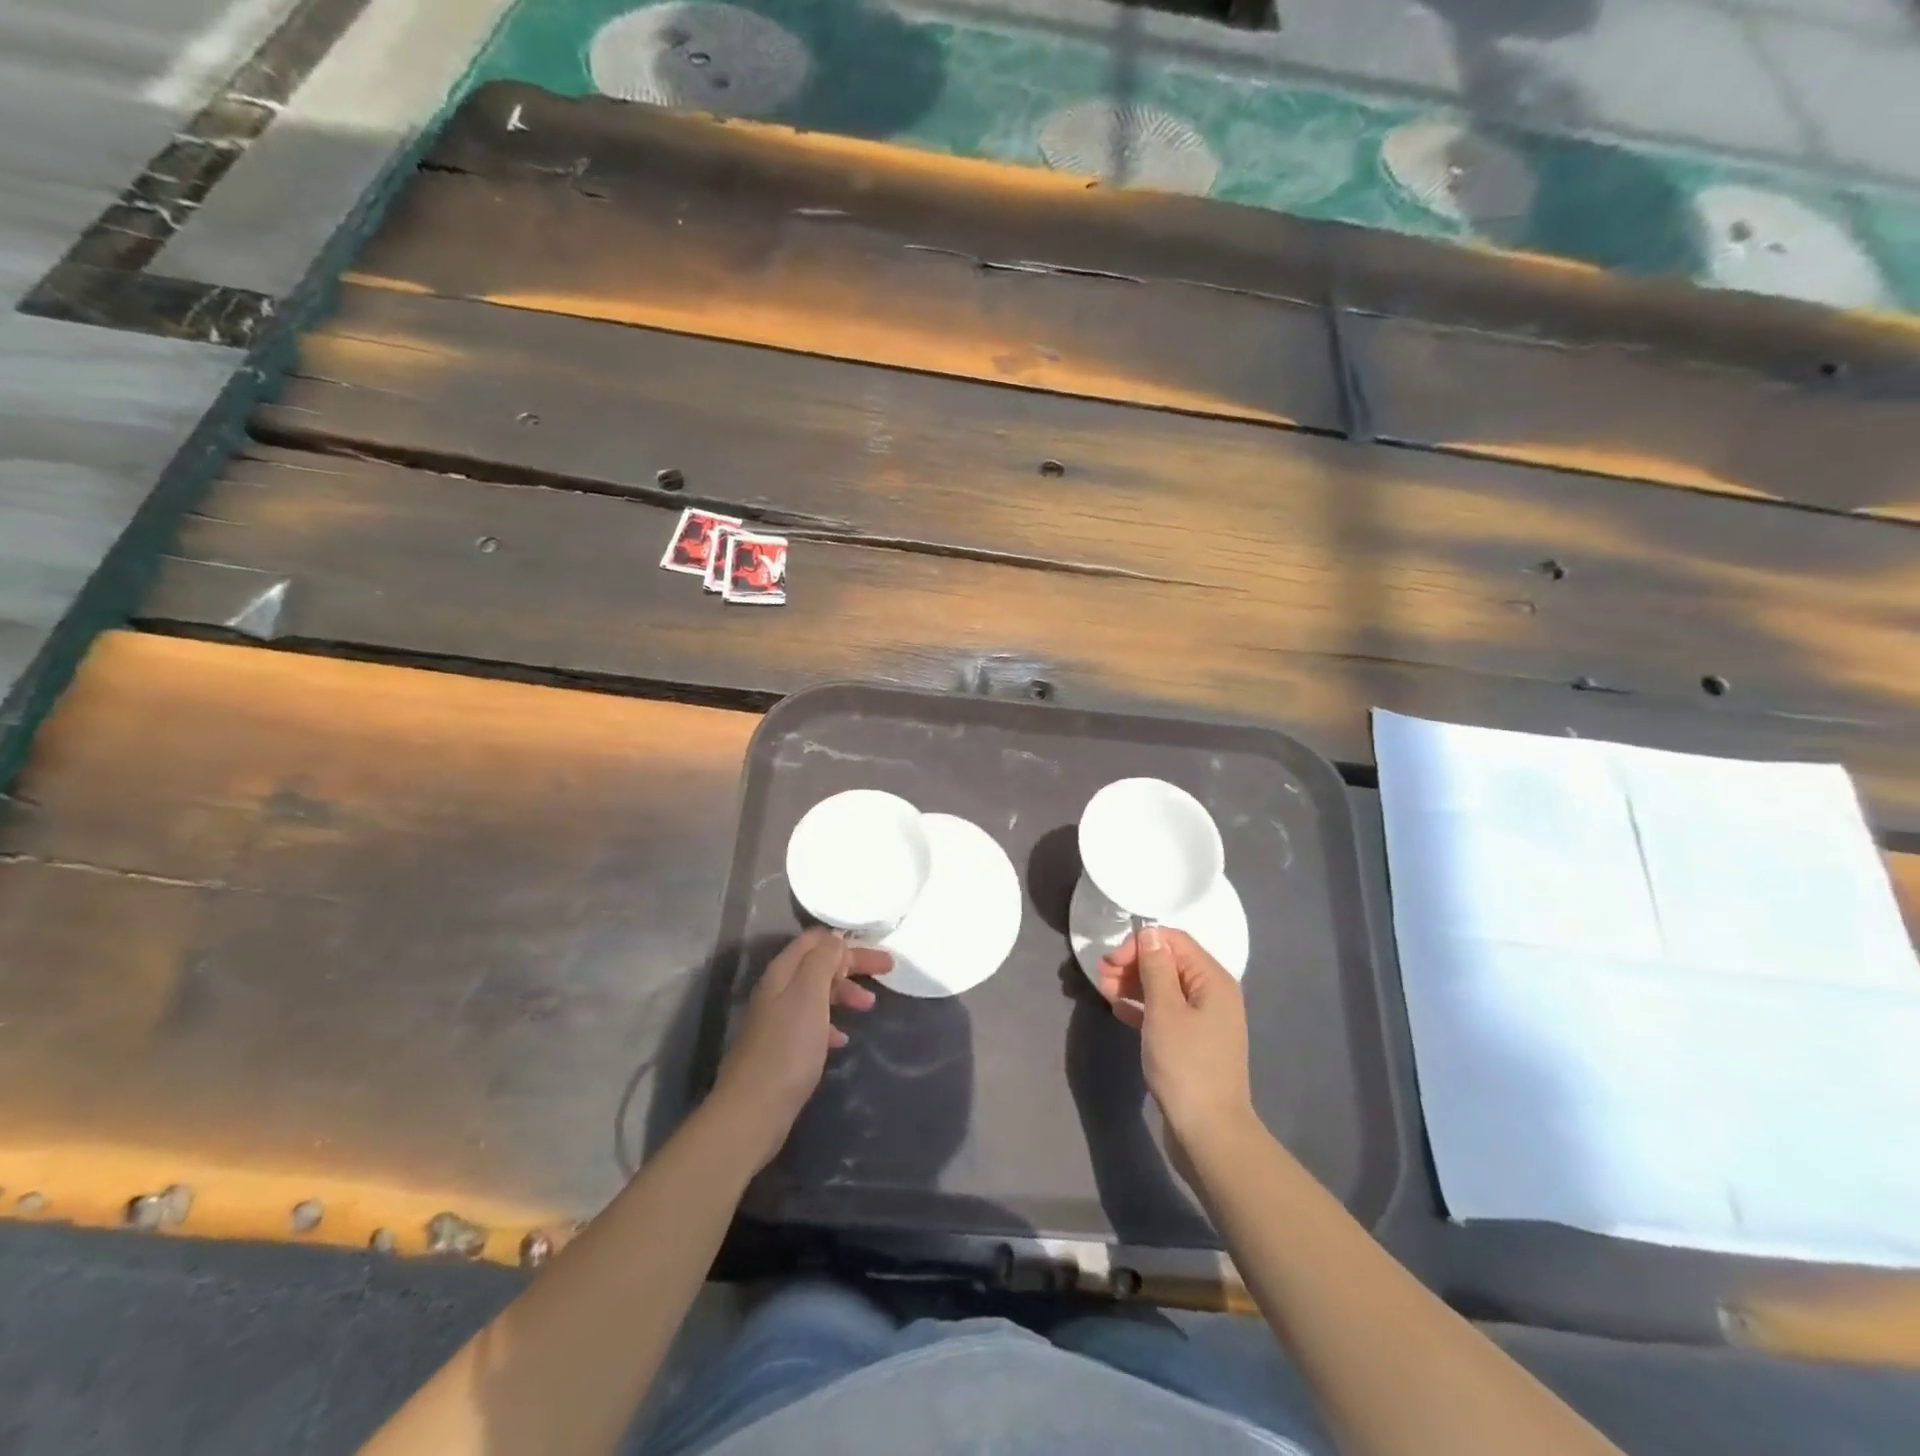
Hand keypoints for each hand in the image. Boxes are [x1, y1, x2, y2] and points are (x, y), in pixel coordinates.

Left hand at [712, 929, 887, 1170]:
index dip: (845, 941)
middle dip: (853, 964)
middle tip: (887, 970)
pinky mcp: (783, 1047)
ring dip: (845, 992)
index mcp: (783, 971)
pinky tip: (843, 1039)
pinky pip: (813, 1022)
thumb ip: (822, 960)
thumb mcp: (809, 994)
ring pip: (818, 992)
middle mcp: (778, 989)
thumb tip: (834, 940)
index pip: (815, 939)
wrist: (755, 1108)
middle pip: (819, 964)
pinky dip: (832, 1022)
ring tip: (869, 1005)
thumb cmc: (788, 1046)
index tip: (875, 950)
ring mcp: (779, 1019)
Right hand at [1096, 926, 1253, 1149]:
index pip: (1174, 942)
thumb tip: (1150, 933)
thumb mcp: (1164, 1010)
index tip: (1111, 960)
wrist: (1208, 1132)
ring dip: (1133, 984)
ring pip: (1164, 988)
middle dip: (1133, 964)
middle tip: (1100, 975)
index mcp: (1213, 980)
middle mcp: (1212, 994)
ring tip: (1102, 989)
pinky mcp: (1192, 1043)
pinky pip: (1164, 1012)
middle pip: (1169, 963)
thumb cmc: (1185, 1064)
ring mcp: (1203, 1020)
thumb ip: (1156, 968)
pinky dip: (1141, 1007)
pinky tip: (1118, 1010)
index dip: (1141, 944)